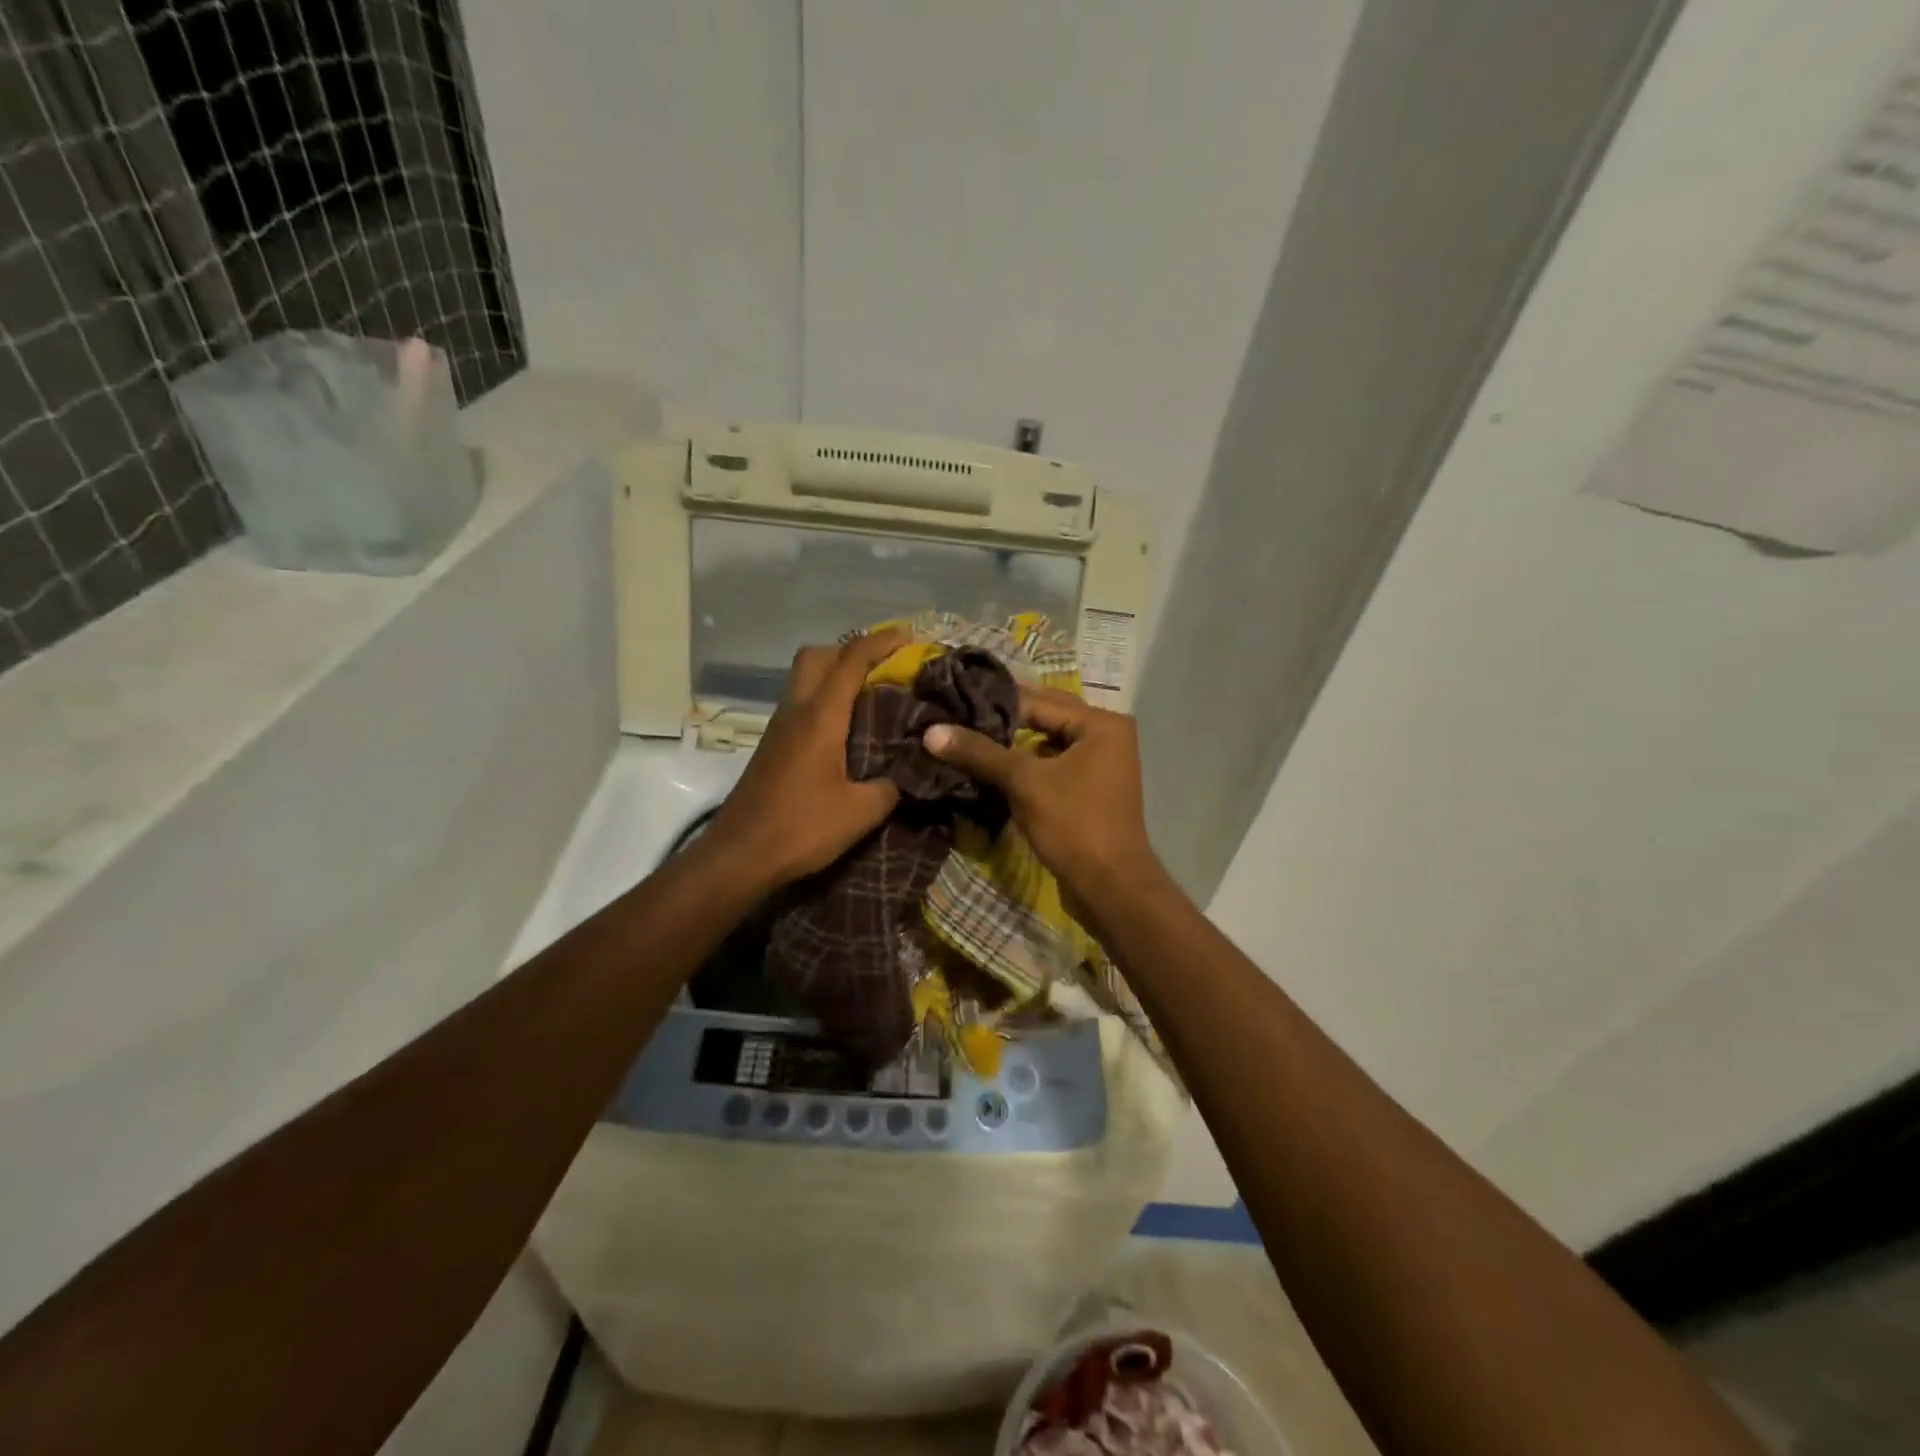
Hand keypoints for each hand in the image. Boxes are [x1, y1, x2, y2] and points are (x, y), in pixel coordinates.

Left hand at [705, 629, 910, 888]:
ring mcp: (779, 728)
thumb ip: (891, 786)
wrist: (739, 856)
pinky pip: (801, 704)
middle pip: (817, 656)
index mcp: (820, 717)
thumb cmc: (801, 829)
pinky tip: (847, 730)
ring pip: (805, 679)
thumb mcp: (861, 812)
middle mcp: (796, 711)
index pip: (850, 661)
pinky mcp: (772, 746)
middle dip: (850, 650)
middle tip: (883, 669)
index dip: (881, 642)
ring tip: (872, 697)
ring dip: (836, 675)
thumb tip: (911, 773)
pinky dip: (825, 700)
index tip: (909, 638)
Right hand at [922, 687, 1165, 912]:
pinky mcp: (1090, 788)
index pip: (1037, 701)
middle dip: (1002, 721)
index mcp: (1100, 723)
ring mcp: (1101, 763)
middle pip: (1044, 717)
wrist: (1110, 887)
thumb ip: (980, 753)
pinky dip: (1025, 765)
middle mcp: (1106, 734)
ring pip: (1046, 742)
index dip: (993, 704)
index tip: (952, 706)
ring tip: (967, 741)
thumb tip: (931, 731)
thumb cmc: (1073, 825)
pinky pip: (1052, 764)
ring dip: (1011, 744)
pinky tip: (991, 769)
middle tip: (955, 719)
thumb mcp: (1024, 783)